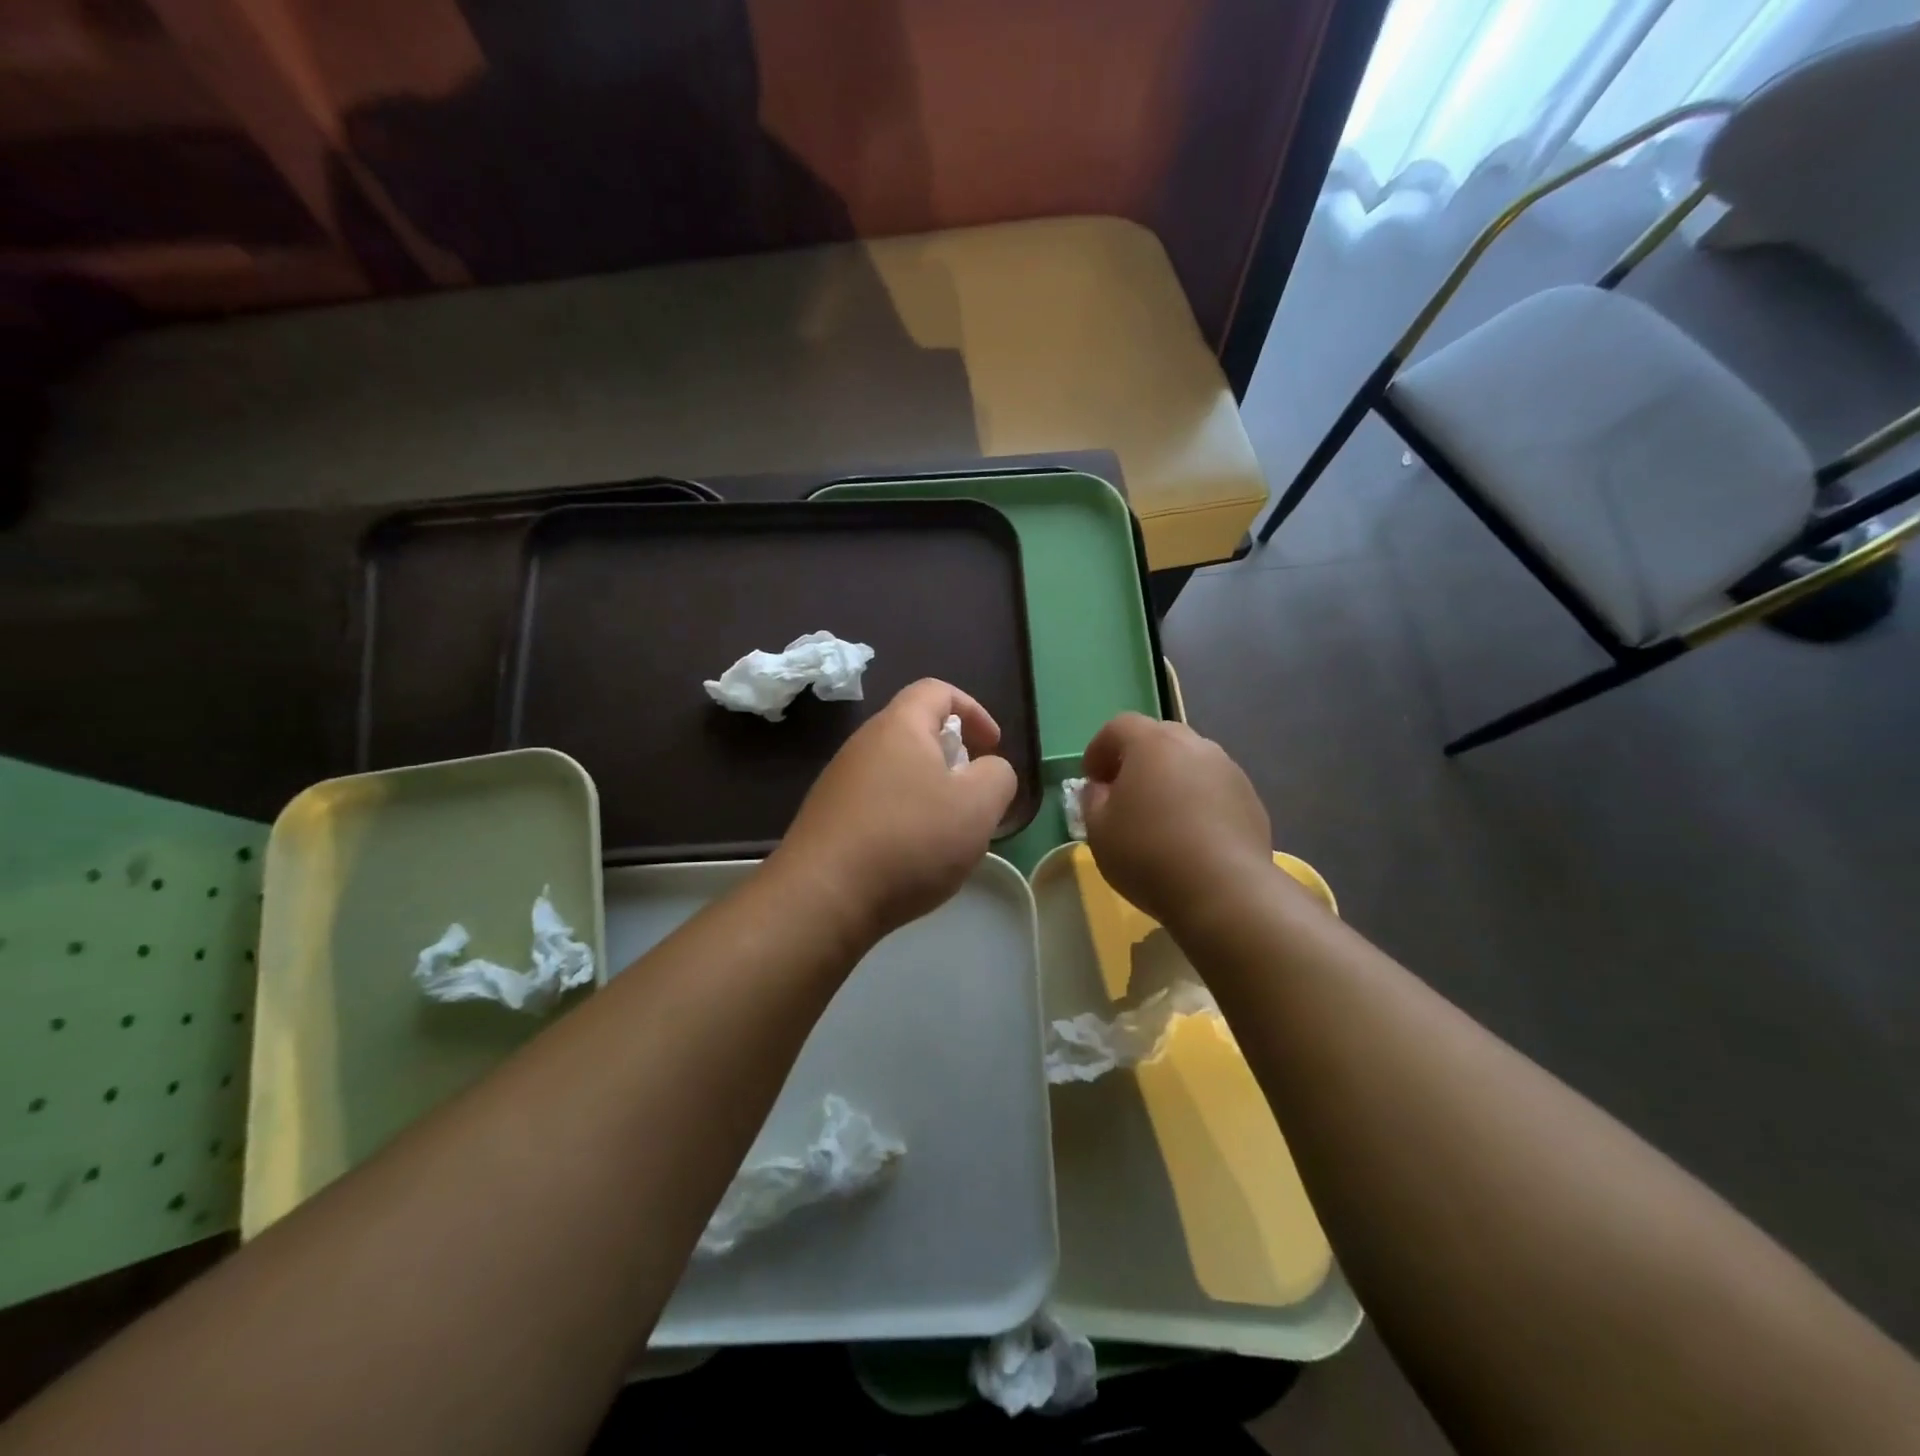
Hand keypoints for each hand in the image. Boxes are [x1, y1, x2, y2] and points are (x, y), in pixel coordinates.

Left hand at [771, 679, 1017, 944]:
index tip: (992, 747)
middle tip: (973, 796)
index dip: (973, 711)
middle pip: (916, 733)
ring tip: (947, 835)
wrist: (823, 897)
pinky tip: (912, 859)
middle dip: (953, 759)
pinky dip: (904, 819)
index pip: (938, 691)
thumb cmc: (909, 839)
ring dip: (929, 794)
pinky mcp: (828, 819)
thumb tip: (988, 771)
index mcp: (899, 726)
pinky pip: (877, 805)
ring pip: (898, 773)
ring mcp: (839, 782)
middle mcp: (863, 745)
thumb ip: (997, 776)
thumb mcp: (978, 806)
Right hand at [1080, 713, 1274, 931]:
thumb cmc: (1148, 854)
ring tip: (1161, 817)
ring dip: (1171, 779)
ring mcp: (1229, 771)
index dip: (1099, 748)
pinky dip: (1198, 801)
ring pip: (1191, 762)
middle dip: (1137, 759)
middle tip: (1124, 793)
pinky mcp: (1251, 800)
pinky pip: (1215, 789)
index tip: (1091, 779)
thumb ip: (1092, 800)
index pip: (1119, 726)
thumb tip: (1101, 788)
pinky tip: (1191, 836)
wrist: (1224, 891)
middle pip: (1159, 737)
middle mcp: (1194, 746)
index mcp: (1152, 743)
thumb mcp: (1098, 830)